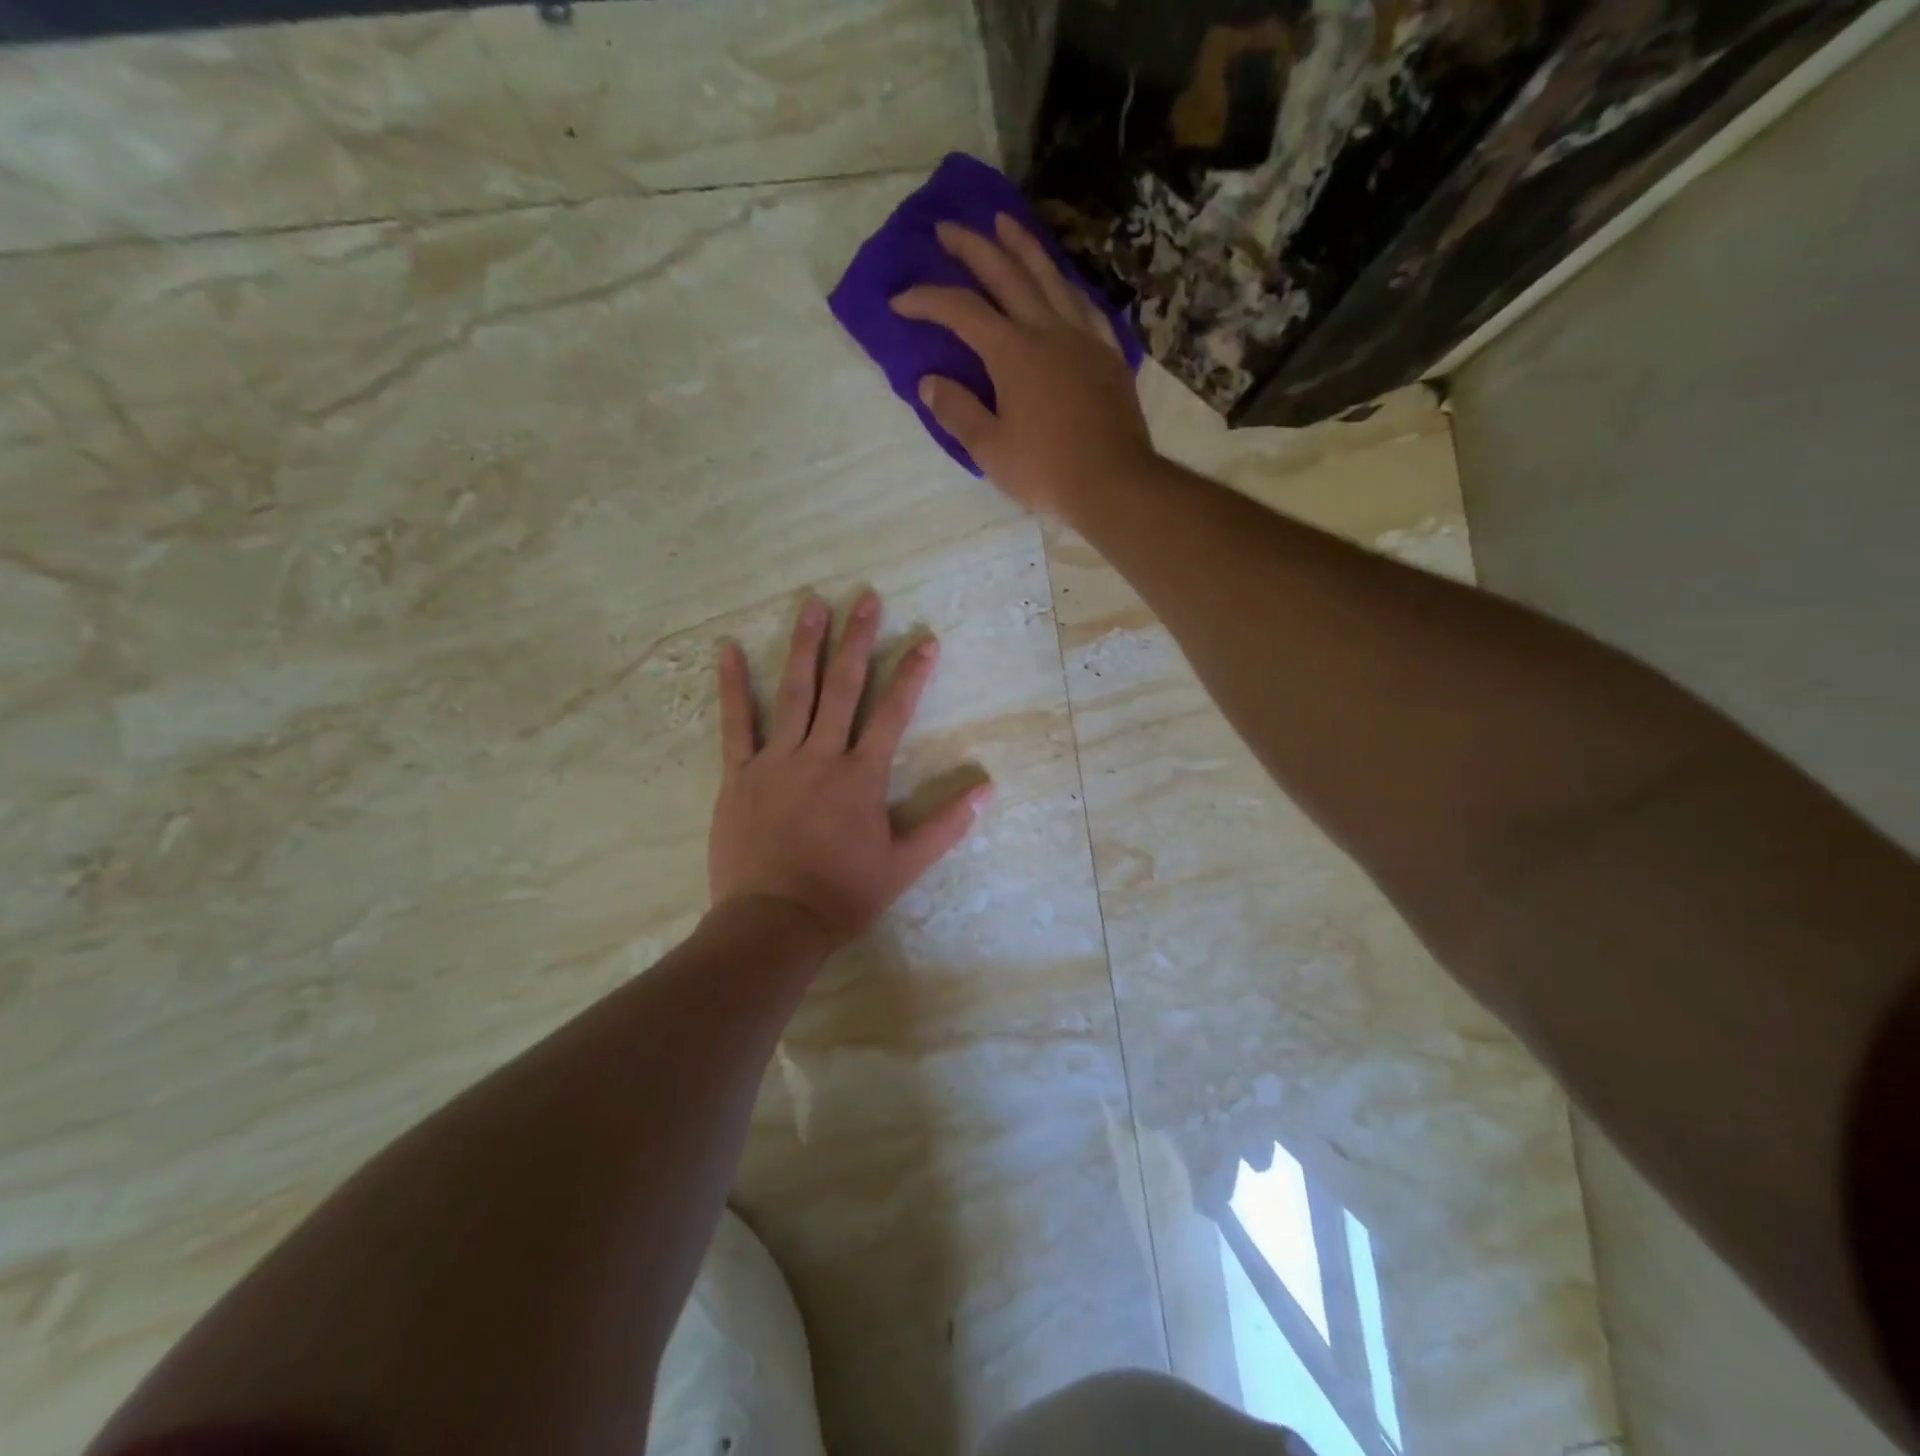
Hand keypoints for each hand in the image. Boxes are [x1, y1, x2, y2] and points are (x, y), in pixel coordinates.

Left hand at [708, 590, 990, 950]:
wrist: (774, 922)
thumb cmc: (843, 894)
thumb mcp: (904, 865)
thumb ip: (946, 825)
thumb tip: (988, 790)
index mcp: (861, 776)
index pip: (893, 714)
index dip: (911, 675)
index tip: (925, 641)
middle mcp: (821, 756)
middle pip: (843, 688)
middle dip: (857, 640)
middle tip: (866, 598)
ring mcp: (776, 761)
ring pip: (794, 693)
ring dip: (805, 646)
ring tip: (813, 604)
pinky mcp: (740, 774)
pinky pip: (736, 723)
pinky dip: (733, 686)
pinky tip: (728, 649)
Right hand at [891, 214, 1157, 519]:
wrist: (1114, 484)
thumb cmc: (1046, 471)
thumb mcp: (990, 450)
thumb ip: (957, 412)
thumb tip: (929, 382)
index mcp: (1013, 352)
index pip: (961, 311)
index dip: (926, 300)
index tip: (899, 301)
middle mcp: (1048, 330)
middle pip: (1006, 274)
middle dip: (972, 247)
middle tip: (947, 227)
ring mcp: (1083, 337)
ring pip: (1050, 276)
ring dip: (1023, 246)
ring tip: (1004, 223)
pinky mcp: (1107, 353)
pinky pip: (1084, 304)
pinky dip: (1065, 285)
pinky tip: (1060, 282)